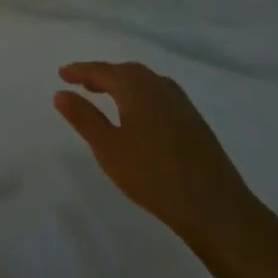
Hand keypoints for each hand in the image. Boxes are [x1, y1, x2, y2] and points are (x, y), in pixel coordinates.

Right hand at [54, 61, 273, 260]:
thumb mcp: (107, 147)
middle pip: (126, 71)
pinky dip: (142, 96)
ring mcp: (182, 105)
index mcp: (136, 88)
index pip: (102, 70)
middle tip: (83, 83)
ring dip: (124, 84)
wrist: (216, 208)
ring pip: (146, 83)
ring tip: (108, 96)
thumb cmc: (153, 175)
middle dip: (103, 74)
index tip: (62, 74)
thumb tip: (61, 92)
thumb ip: (83, 117)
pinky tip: (140, 116)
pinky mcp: (195, 123)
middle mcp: (160, 87)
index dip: (80, 71)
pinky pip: (160, 96)